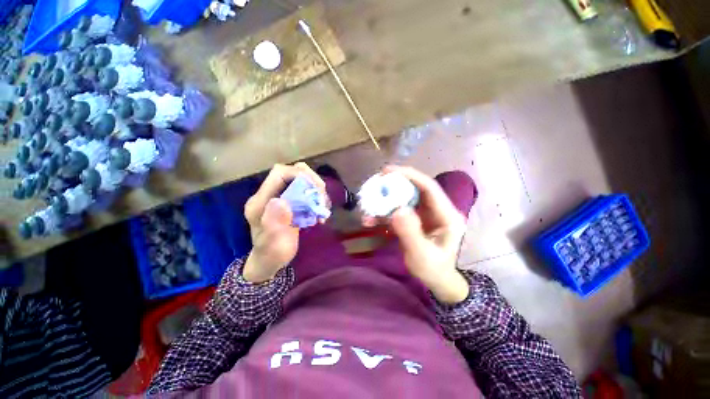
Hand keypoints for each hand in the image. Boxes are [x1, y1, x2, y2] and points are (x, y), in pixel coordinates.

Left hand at [242, 163, 326, 282]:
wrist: (270, 261)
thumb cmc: (271, 255)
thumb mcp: (272, 244)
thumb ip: (273, 223)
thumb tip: (281, 201)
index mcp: (261, 201)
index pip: (279, 173)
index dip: (299, 174)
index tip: (316, 189)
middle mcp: (270, 195)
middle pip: (293, 172)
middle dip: (311, 181)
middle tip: (322, 198)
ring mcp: (281, 198)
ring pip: (302, 180)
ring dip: (316, 190)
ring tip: (322, 207)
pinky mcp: (290, 203)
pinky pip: (305, 192)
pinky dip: (316, 198)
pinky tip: (320, 212)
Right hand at [384, 166, 469, 303]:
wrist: (435, 280)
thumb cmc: (433, 270)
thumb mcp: (422, 255)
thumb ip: (410, 233)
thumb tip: (397, 210)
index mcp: (447, 215)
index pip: (429, 188)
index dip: (410, 175)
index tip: (388, 171)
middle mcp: (437, 210)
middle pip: (414, 189)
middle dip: (394, 186)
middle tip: (375, 184)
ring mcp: (426, 214)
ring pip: (404, 199)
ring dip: (386, 201)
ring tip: (368, 208)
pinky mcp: (415, 219)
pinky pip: (398, 209)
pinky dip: (384, 213)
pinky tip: (371, 220)